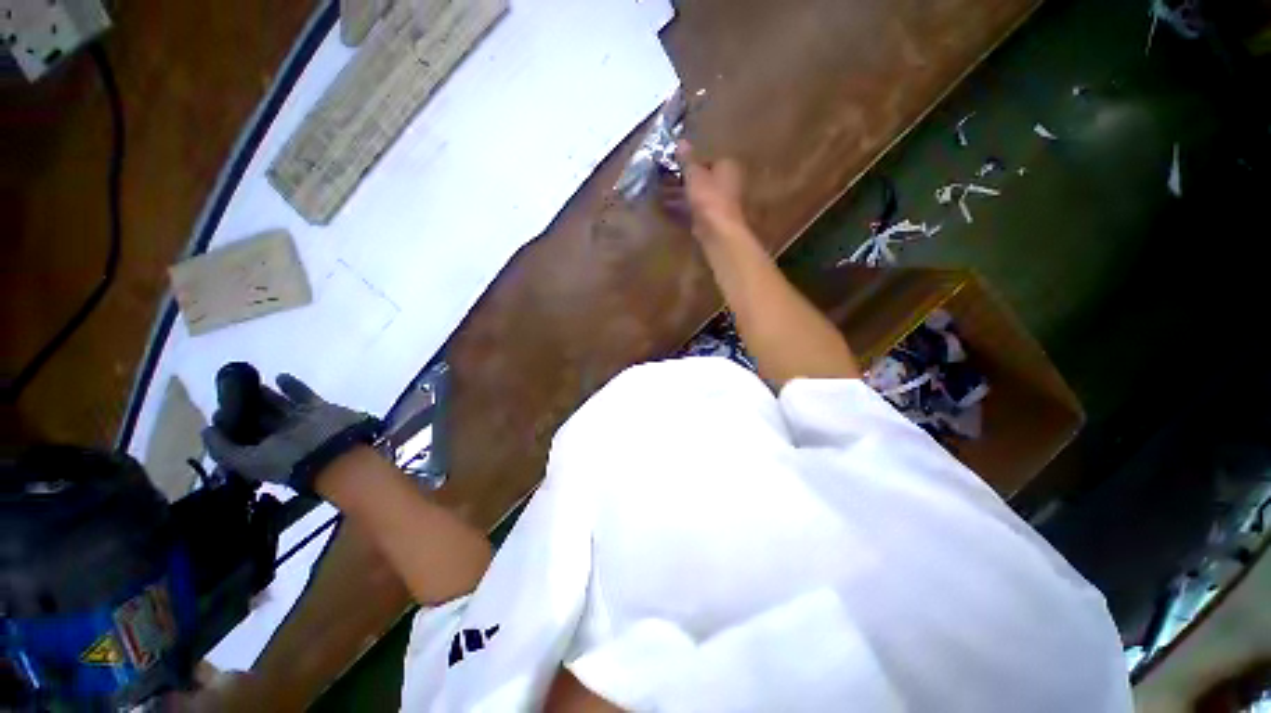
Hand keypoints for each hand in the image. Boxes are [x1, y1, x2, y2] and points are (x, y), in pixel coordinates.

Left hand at [202, 373, 380, 491]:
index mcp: (267, 455)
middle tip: (230, 395)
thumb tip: (206, 430)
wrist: (336, 450)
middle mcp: (283, 438)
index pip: (244, 441)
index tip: (217, 417)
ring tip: (249, 382)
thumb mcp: (249, 462)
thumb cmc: (292, 459)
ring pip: (279, 406)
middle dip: (245, 410)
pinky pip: (302, 394)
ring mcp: (301, 422)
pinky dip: (292, 385)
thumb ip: (224, 450)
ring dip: (265, 395)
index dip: (229, 429)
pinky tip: (278, 376)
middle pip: (260, 421)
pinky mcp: (317, 408)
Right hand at [663, 141, 748, 241]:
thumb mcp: (694, 174)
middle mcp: (727, 183)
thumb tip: (680, 141)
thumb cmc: (709, 197)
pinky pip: (693, 210)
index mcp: (727, 166)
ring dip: (679, 195)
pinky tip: (666, 209)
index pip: (707, 159)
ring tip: (660, 194)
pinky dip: (681, 208)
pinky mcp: (711, 220)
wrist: (717, 231)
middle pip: (701, 179)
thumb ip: (686, 159)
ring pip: (696, 195)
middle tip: (663, 179)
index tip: (673, 164)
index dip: (690, 162)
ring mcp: (719, 203)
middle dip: (682, 180)